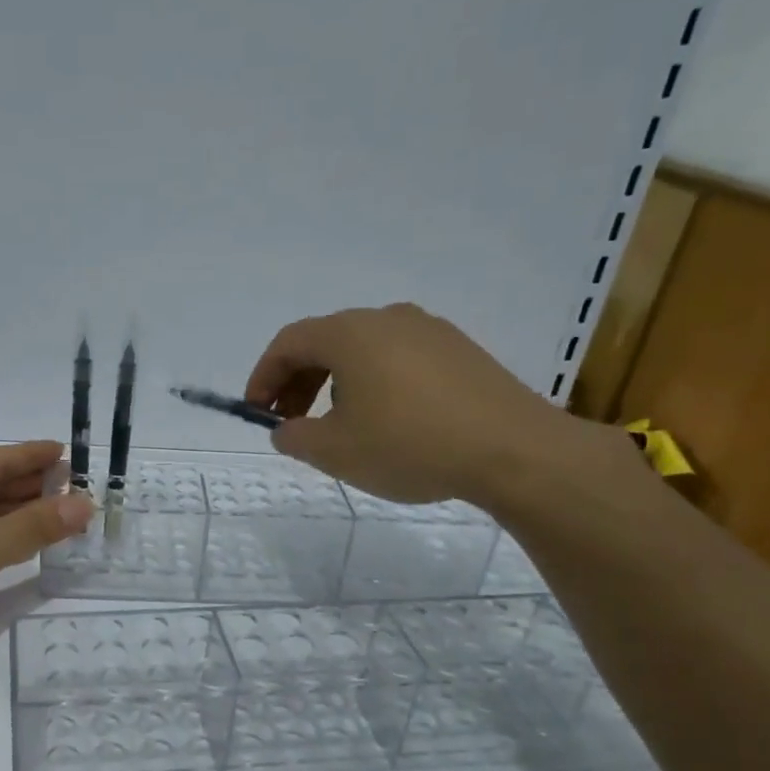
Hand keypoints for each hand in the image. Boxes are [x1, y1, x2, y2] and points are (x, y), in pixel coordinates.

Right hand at [245, 303, 620, 505]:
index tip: (256, 412)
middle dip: (297, 382)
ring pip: (363, 350)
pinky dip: (374, 383)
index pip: (289, 342)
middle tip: (290, 423)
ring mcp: (430, 331)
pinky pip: (398, 359)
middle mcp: (388, 318)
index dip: (263, 376)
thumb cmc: (409, 445)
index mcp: (351, 333)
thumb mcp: (335, 451)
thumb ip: (295, 437)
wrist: (514, 451)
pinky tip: (385, 421)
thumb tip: (287, 429)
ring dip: (335, 384)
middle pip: (325, 342)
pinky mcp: (461, 352)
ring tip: (337, 426)